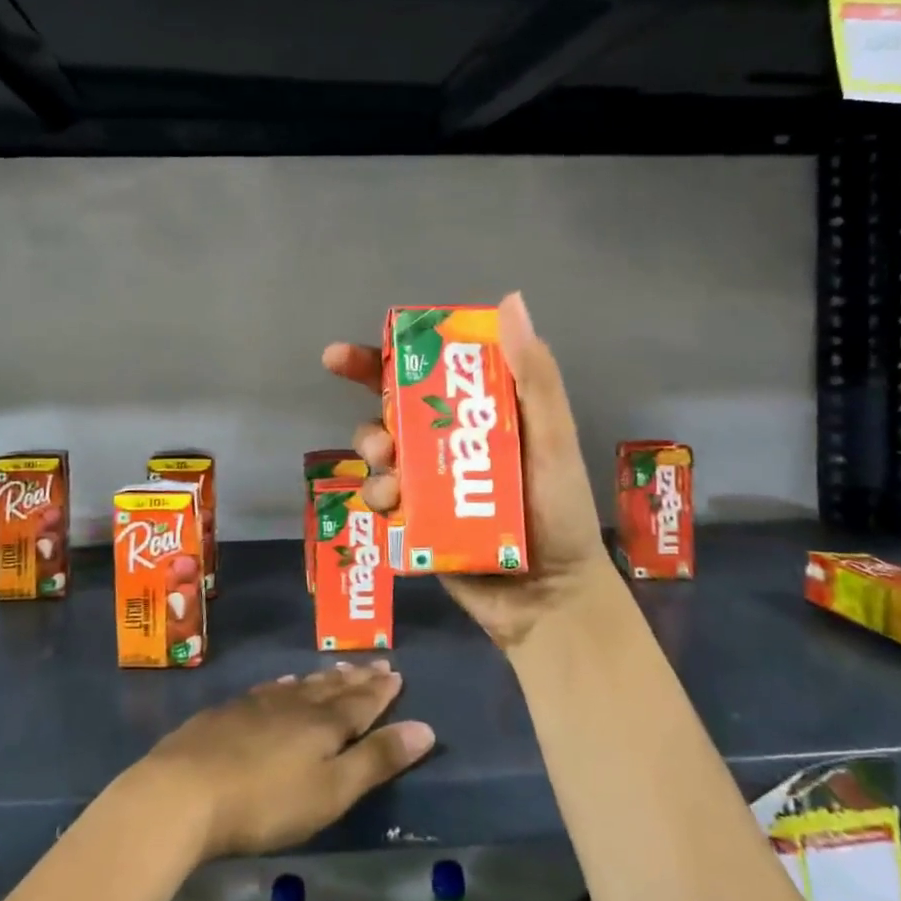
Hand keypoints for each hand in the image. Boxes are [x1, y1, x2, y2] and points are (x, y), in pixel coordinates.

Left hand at [136, 663, 435, 860]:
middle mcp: (294, 705)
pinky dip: (285, 684)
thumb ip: (376, 760)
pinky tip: (283, 683)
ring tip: (337, 669)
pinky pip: (269, 689)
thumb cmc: (266, 801)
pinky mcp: (228, 713)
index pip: (360, 703)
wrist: (184, 791)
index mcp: (323, 724)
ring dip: (323, 678)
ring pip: (300, 685)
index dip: (380, 690)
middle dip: (356, 679)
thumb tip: (425, 728)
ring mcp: (257, 705)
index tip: (395, 673)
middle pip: (331, 688)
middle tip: (375, 663)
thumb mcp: (331, 791)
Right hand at [322, 292, 619, 653]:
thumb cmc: (558, 511)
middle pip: (388, 412)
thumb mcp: (552, 438)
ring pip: (379, 455)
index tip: (341, 358)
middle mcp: (445, 443)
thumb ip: (534, 376)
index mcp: (477, 414)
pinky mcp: (414, 520)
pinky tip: (395, 508)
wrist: (550, 597)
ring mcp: (427, 482)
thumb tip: (510, 302)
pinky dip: (379, 496)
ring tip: (392, 477)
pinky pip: (380, 498)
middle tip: (379, 436)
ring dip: (375, 458)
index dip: (380, 359)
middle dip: (371, 416)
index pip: (424, 373)